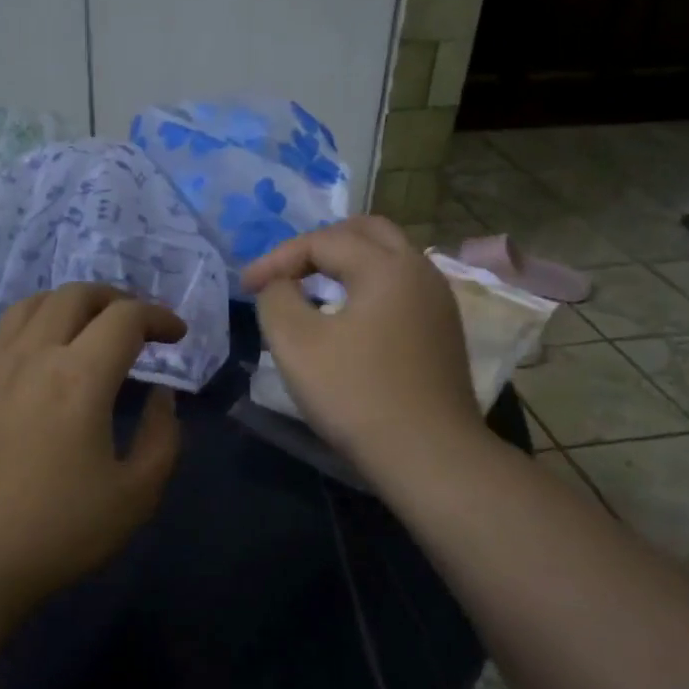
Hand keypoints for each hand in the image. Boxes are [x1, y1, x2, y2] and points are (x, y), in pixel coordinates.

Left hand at [0, 284, 186, 608]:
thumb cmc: (56, 533)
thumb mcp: (135, 496)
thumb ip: (162, 437)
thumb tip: (160, 396)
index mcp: (79, 378)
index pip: (125, 317)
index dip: (159, 317)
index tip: (176, 335)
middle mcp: (31, 355)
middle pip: (76, 294)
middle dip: (117, 299)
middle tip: (138, 326)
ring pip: (33, 303)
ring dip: (72, 304)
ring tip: (90, 329)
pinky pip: (3, 330)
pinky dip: (35, 324)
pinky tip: (42, 356)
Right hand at [241, 216, 485, 479]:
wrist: (428, 456)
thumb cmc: (357, 395)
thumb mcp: (296, 344)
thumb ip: (276, 299)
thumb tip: (280, 286)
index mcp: (387, 266)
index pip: (322, 241)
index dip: (276, 259)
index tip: (245, 289)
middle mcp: (421, 271)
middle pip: (365, 232)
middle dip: (317, 245)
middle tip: (285, 272)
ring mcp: (438, 302)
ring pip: (388, 258)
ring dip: (345, 264)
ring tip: (311, 289)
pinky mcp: (443, 331)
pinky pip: (400, 288)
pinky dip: (367, 286)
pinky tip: (347, 317)